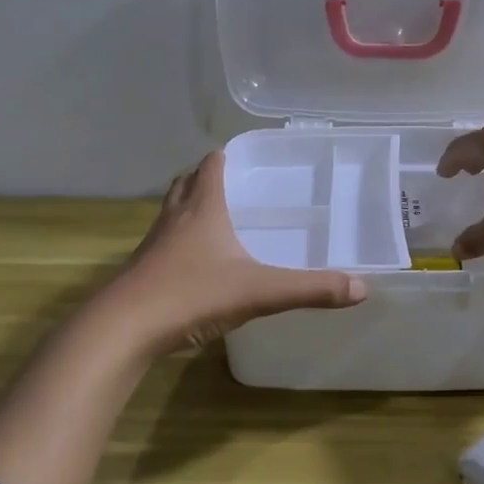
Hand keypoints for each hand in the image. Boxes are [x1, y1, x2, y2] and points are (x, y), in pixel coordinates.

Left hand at [108, 152, 367, 353]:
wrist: (122, 329)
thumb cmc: (190, 295)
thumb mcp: (259, 292)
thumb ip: (310, 289)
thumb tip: (361, 288)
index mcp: (202, 209)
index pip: (211, 166)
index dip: (226, 156)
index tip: (246, 155)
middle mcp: (175, 218)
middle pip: (186, 183)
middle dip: (205, 177)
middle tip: (233, 183)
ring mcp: (154, 245)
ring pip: (172, 211)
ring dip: (189, 206)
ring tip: (215, 217)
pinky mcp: (142, 271)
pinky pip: (164, 243)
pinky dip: (180, 241)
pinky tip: (196, 263)